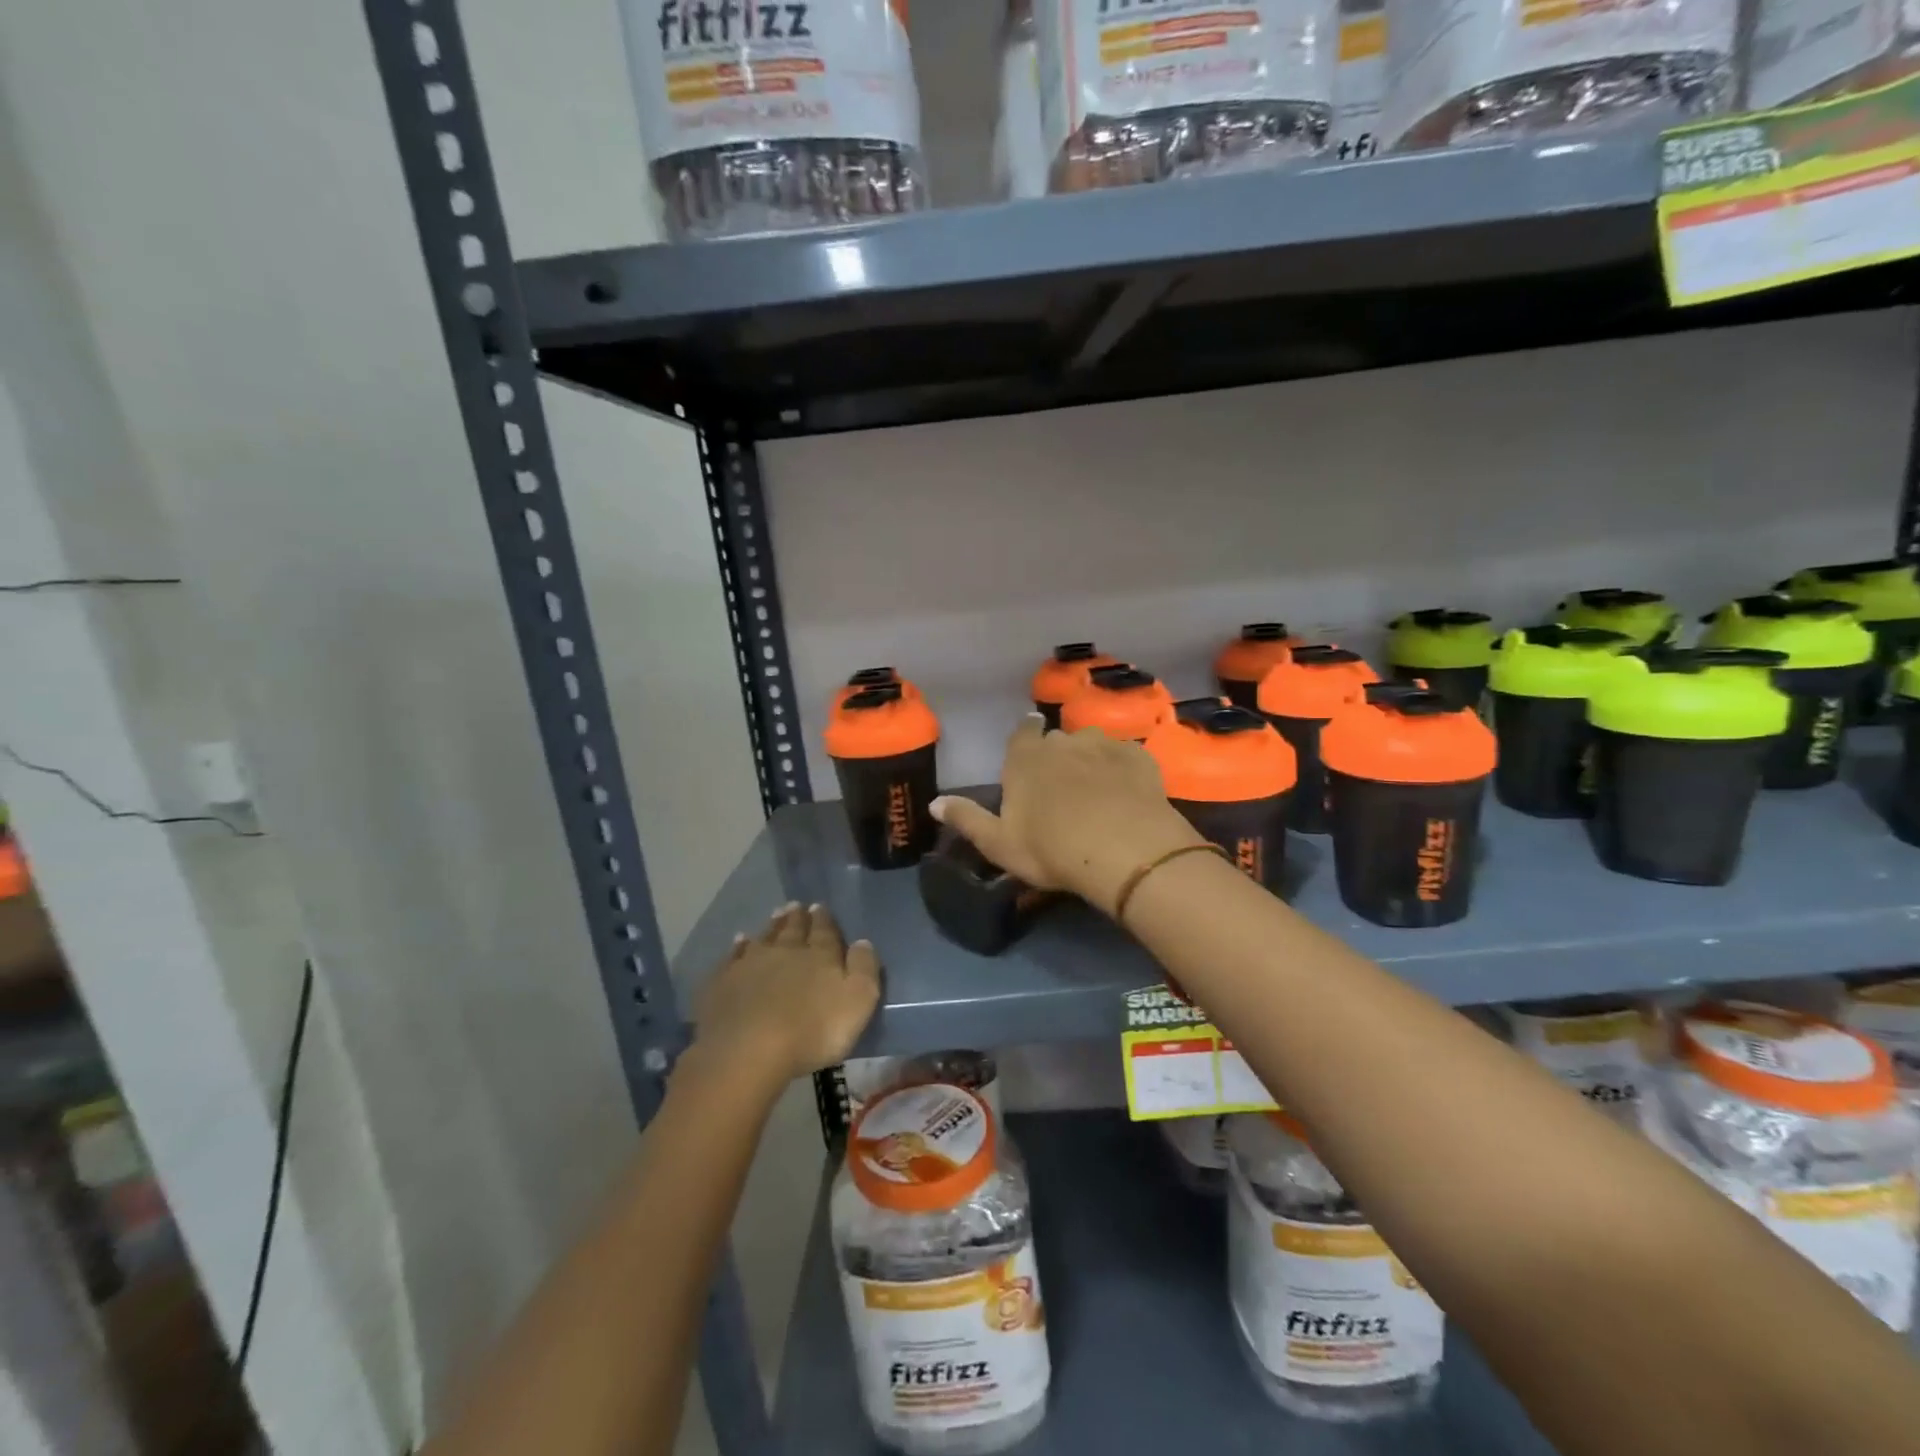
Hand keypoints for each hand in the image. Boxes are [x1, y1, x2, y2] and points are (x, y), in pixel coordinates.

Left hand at [692, 904, 879, 1081]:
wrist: (748, 1051)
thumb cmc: (812, 1030)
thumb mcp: (858, 1001)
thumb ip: (864, 968)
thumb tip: (862, 941)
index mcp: (819, 955)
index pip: (824, 931)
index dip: (824, 919)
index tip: (820, 907)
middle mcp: (785, 951)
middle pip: (792, 929)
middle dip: (797, 917)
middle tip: (797, 906)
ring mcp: (750, 964)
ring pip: (764, 938)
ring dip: (771, 926)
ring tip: (776, 915)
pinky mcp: (723, 982)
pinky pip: (732, 957)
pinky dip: (738, 947)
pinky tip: (739, 942)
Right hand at [931, 716, 1202, 915]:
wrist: (1124, 851)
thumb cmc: (1051, 849)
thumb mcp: (999, 844)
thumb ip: (966, 819)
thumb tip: (934, 803)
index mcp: (1026, 757)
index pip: (1022, 731)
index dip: (1026, 739)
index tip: (1029, 753)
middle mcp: (1064, 741)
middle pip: (1057, 739)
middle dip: (1058, 755)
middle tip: (1062, 786)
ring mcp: (1105, 745)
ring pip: (1093, 744)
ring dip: (1091, 759)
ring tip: (1097, 789)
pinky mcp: (1139, 758)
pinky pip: (1126, 757)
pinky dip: (1123, 770)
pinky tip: (1127, 793)